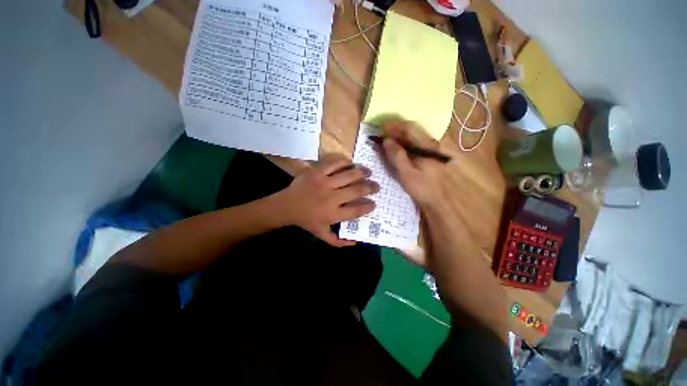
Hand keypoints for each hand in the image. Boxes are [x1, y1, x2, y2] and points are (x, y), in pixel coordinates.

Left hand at [280, 154, 378, 246]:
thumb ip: (338, 242)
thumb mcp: (321, 235)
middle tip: (376, 186)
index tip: (374, 204)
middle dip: (370, 188)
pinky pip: (334, 164)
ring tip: (369, 172)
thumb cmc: (306, 220)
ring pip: (349, 175)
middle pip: (356, 190)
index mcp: (333, 214)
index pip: (357, 210)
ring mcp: (324, 183)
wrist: (287, 206)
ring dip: (362, 173)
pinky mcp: (317, 172)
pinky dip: (345, 162)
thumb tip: (356, 242)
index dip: (368, 206)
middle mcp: (331, 198)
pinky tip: (351, 163)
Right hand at [380, 120, 448, 207]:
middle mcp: (434, 142)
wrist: (444, 200)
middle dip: (397, 130)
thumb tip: (386, 140)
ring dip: (403, 136)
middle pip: (414, 130)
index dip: (394, 126)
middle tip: (384, 135)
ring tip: (391, 142)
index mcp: (427, 146)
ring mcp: (437, 148)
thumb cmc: (424, 189)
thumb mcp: (407, 175)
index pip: (409, 128)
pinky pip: (420, 143)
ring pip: (417, 136)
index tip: (381, 127)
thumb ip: (397, 157)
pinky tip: (404, 149)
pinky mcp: (437, 154)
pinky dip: (409, 143)